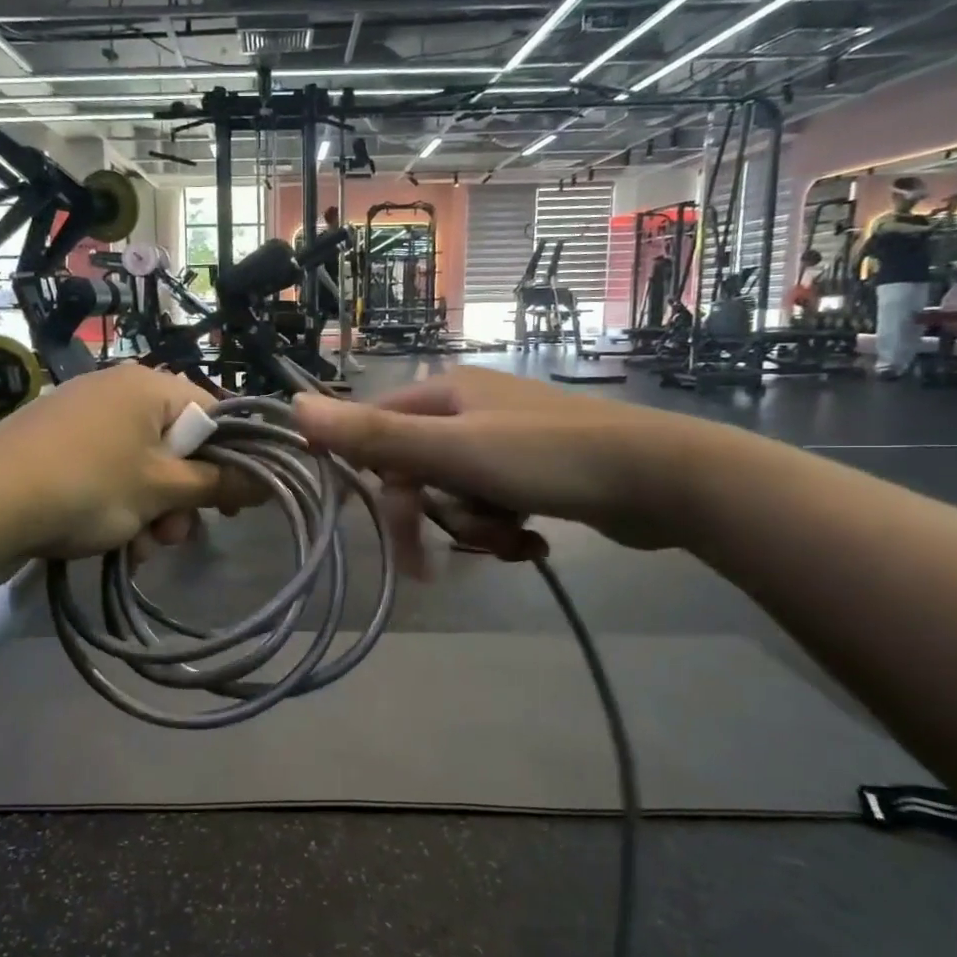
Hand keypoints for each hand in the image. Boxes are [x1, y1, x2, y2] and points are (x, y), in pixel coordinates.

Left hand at [0, 363, 225, 560]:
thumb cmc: (89, 485)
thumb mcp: (162, 490)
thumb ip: (219, 483)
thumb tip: (270, 479)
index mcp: (150, 386)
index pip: (214, 415)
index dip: (231, 461)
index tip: (232, 506)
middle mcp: (119, 389)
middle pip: (177, 445)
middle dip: (182, 498)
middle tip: (174, 537)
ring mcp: (84, 414)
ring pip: (142, 466)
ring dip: (151, 512)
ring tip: (138, 550)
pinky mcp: (58, 440)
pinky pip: (108, 470)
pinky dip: (118, 505)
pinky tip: (112, 543)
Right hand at [294, 368, 709, 570]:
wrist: (662, 480)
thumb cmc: (548, 457)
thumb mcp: (451, 450)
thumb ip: (373, 433)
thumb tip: (294, 406)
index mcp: (445, 392)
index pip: (378, 434)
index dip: (375, 482)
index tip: (381, 529)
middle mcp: (470, 409)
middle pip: (418, 471)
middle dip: (432, 518)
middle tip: (436, 565)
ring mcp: (505, 441)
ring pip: (456, 496)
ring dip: (473, 529)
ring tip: (511, 542)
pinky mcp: (536, 473)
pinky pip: (494, 506)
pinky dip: (504, 531)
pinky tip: (531, 544)